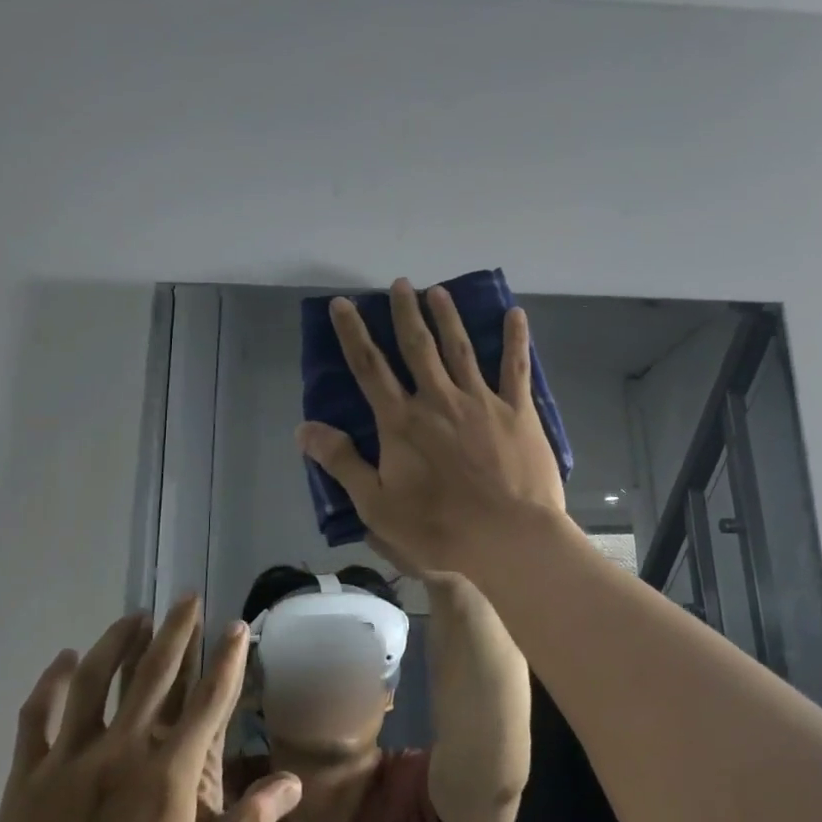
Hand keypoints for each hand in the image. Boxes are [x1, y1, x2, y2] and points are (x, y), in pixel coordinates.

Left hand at [0, 599, 300, 821]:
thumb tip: (293, 781)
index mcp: (167, 777)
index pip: (208, 701)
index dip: (227, 659)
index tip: (237, 627)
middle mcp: (121, 753)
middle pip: (153, 674)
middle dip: (175, 631)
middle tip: (187, 599)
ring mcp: (69, 761)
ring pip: (93, 680)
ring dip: (116, 642)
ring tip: (134, 617)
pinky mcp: (28, 778)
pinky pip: (39, 716)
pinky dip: (51, 682)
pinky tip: (64, 659)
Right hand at [298, 279, 568, 572]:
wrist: (508, 538)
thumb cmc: (438, 528)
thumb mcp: (376, 504)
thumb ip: (342, 462)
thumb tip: (304, 428)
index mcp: (402, 421)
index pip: (369, 368)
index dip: (353, 334)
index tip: (343, 304)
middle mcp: (438, 399)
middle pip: (417, 347)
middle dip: (406, 313)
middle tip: (401, 283)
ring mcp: (481, 401)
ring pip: (460, 348)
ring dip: (448, 317)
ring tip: (438, 291)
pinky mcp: (517, 412)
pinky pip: (516, 368)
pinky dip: (515, 339)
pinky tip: (515, 314)